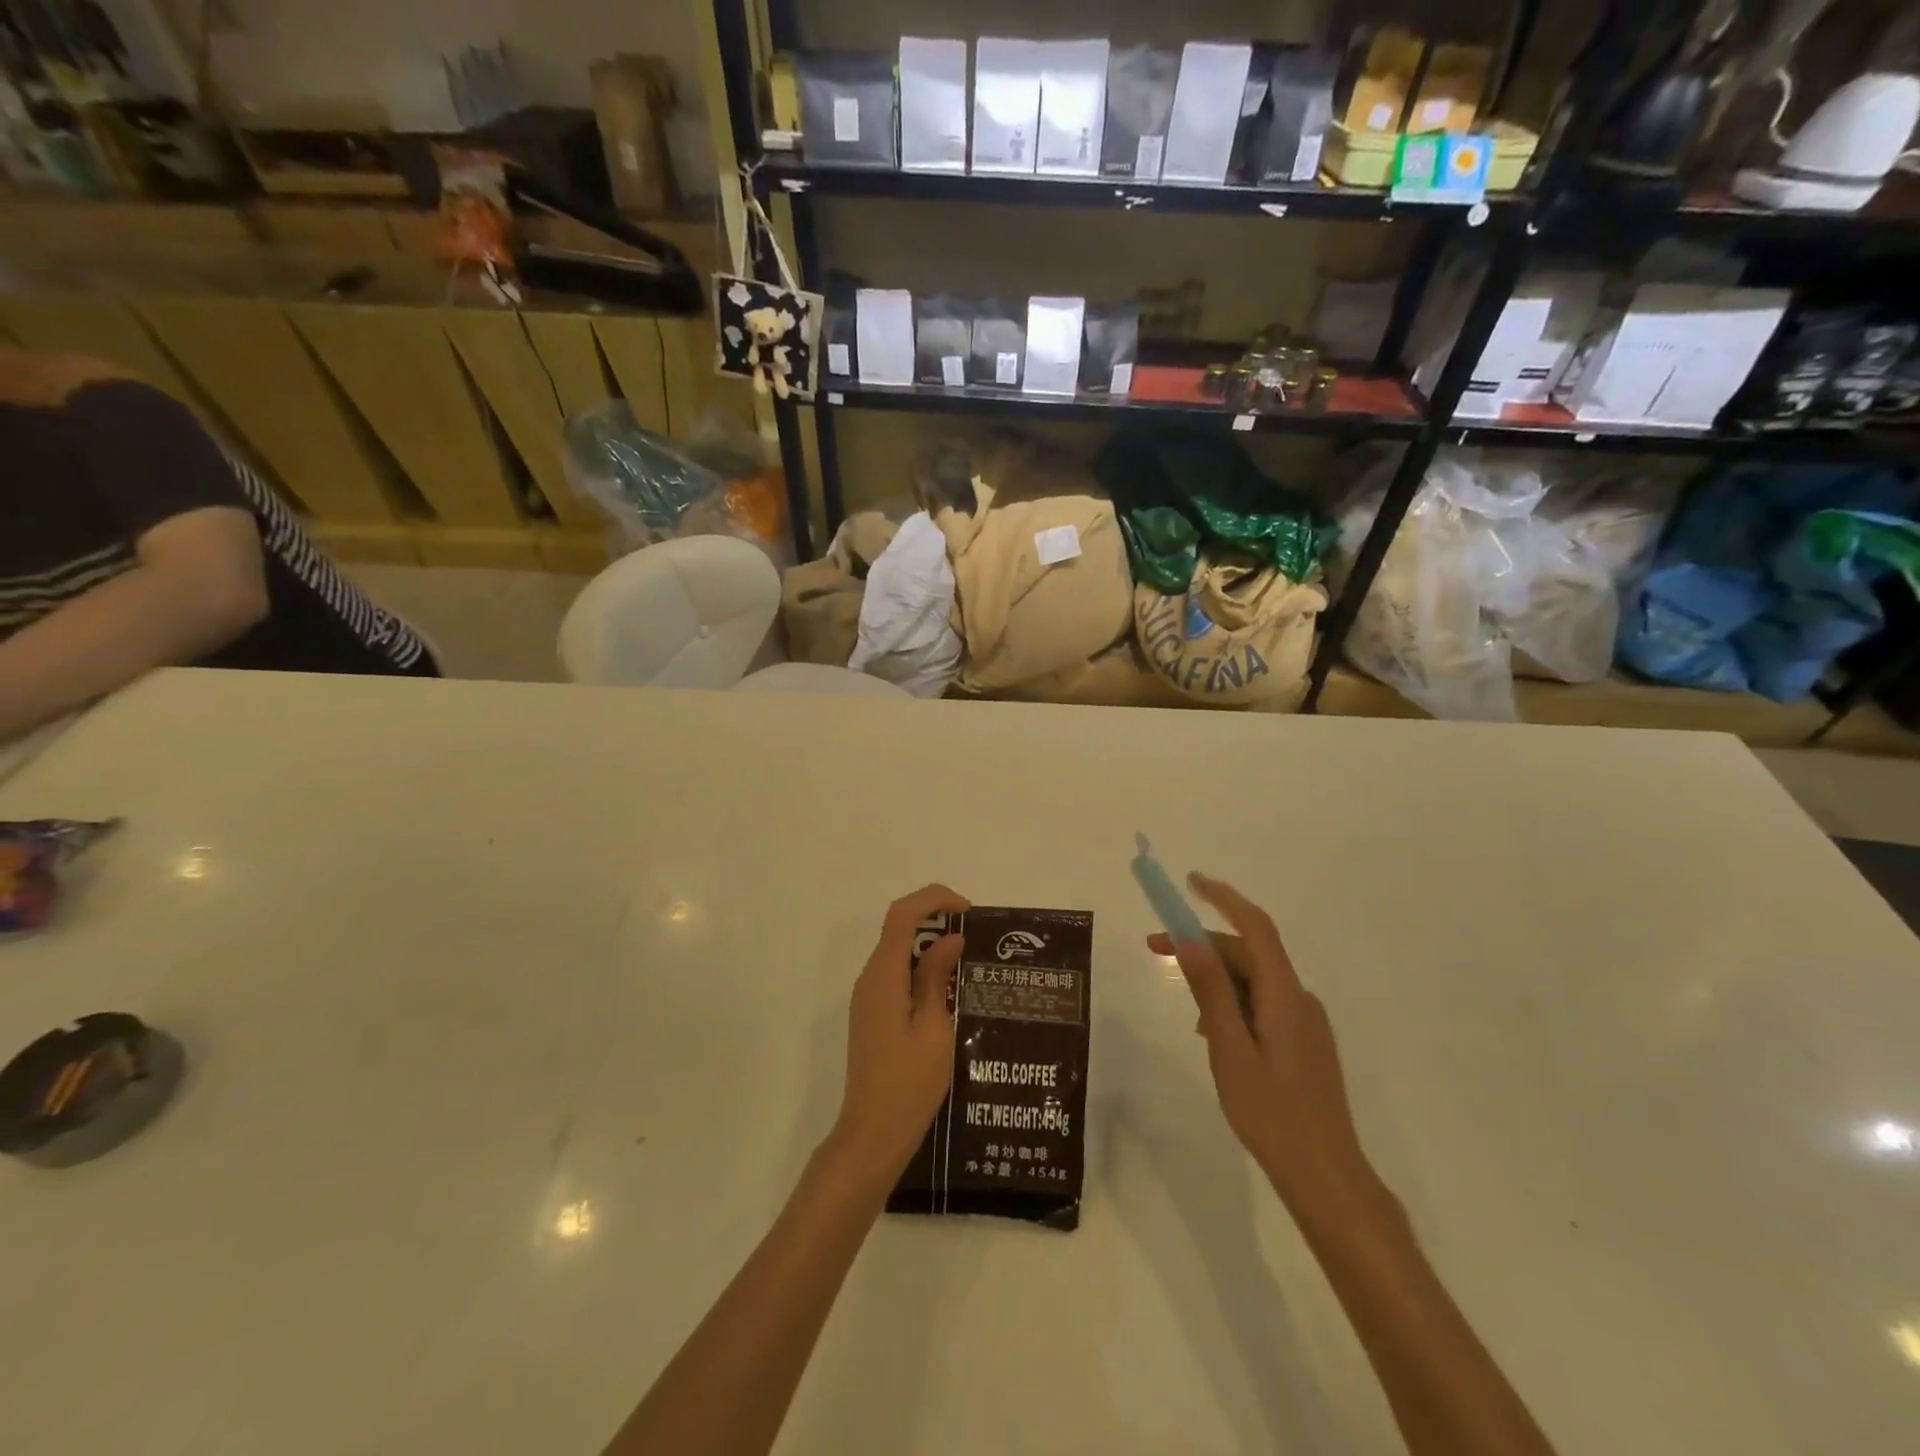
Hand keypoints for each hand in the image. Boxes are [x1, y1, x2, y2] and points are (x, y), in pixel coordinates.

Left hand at [829, 884, 969, 1182]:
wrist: (873, 1133)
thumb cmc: (909, 1084)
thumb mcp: (934, 1028)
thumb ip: (937, 977)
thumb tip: (950, 938)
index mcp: (884, 976)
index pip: (902, 914)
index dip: (934, 899)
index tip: (968, 912)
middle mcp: (870, 978)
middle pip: (898, 926)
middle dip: (935, 917)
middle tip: (975, 936)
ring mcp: (868, 996)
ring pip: (897, 949)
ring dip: (929, 942)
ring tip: (969, 958)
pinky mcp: (872, 1012)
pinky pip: (896, 972)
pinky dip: (921, 965)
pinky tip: (949, 986)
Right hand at [1148, 874, 1369, 1206]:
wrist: (1326, 1176)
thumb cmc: (1272, 1112)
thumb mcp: (1229, 1049)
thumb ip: (1211, 991)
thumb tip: (1189, 939)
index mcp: (1283, 994)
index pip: (1254, 926)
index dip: (1222, 897)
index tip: (1189, 881)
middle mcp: (1298, 998)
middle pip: (1248, 953)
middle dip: (1201, 944)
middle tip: (1153, 948)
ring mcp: (1304, 1022)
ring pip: (1253, 981)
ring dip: (1216, 980)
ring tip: (1189, 1017)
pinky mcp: (1303, 1043)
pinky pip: (1262, 1006)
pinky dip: (1232, 1005)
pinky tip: (1215, 1037)